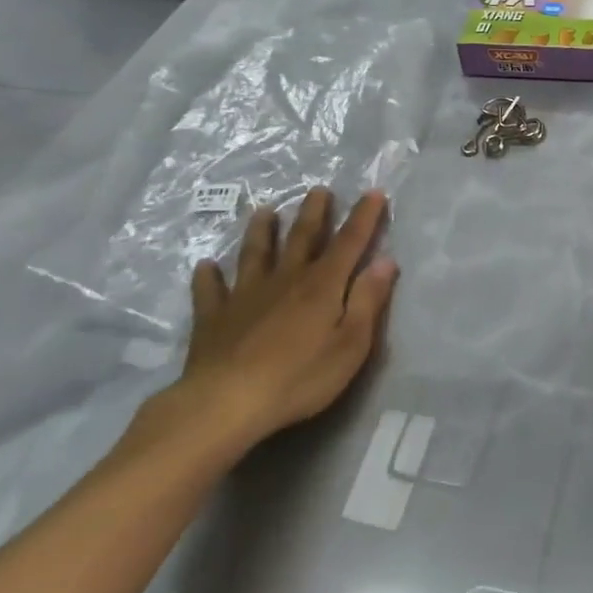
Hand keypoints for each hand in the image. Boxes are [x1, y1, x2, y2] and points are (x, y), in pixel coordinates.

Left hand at [171, 188, 397, 449]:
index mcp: (322, 285)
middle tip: (318, 190)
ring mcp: (245, 295)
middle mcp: (285, 279)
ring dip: (261, 231)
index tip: (374, 191)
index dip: (364, 217)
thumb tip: (386, 260)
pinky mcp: (214, 317)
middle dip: (314, 213)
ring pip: (255, 254)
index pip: (350, 242)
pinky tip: (205, 266)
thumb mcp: (351, 344)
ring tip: (264, 211)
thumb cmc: (299, 377)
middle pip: (302, 238)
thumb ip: (368, 300)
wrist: (226, 402)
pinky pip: (210, 290)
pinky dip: (208, 276)